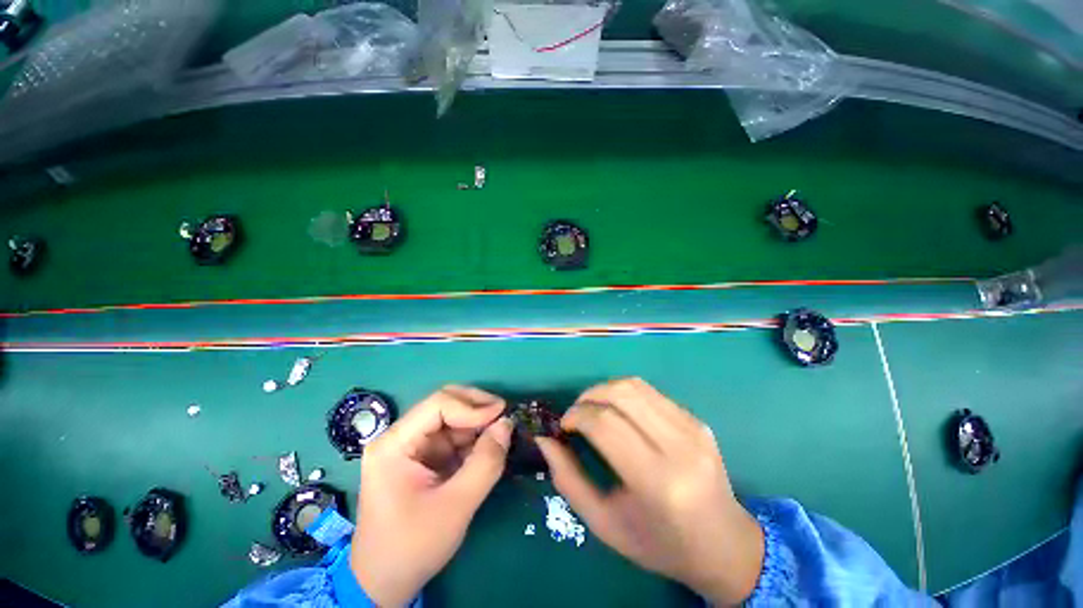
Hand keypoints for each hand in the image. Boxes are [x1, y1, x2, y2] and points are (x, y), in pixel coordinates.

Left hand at [350, 386, 512, 606]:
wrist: (384, 584)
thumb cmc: (413, 546)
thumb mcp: (456, 506)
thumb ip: (485, 463)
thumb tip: (507, 424)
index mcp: (395, 444)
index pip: (438, 405)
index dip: (472, 406)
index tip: (502, 415)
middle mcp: (400, 437)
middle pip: (444, 404)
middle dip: (476, 407)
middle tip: (504, 416)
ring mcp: (411, 447)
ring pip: (451, 419)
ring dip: (477, 423)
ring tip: (501, 433)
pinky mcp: (422, 458)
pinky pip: (452, 437)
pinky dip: (473, 438)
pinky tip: (488, 446)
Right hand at [536, 378, 763, 605]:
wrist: (725, 546)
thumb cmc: (660, 544)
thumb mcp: (605, 524)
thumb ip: (569, 480)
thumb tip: (545, 440)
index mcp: (656, 482)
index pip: (605, 424)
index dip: (577, 415)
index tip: (563, 425)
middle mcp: (679, 447)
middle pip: (621, 395)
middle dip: (588, 396)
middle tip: (576, 413)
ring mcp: (693, 428)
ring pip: (635, 386)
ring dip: (605, 389)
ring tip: (593, 407)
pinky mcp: (698, 420)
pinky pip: (651, 392)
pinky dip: (625, 394)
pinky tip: (619, 412)